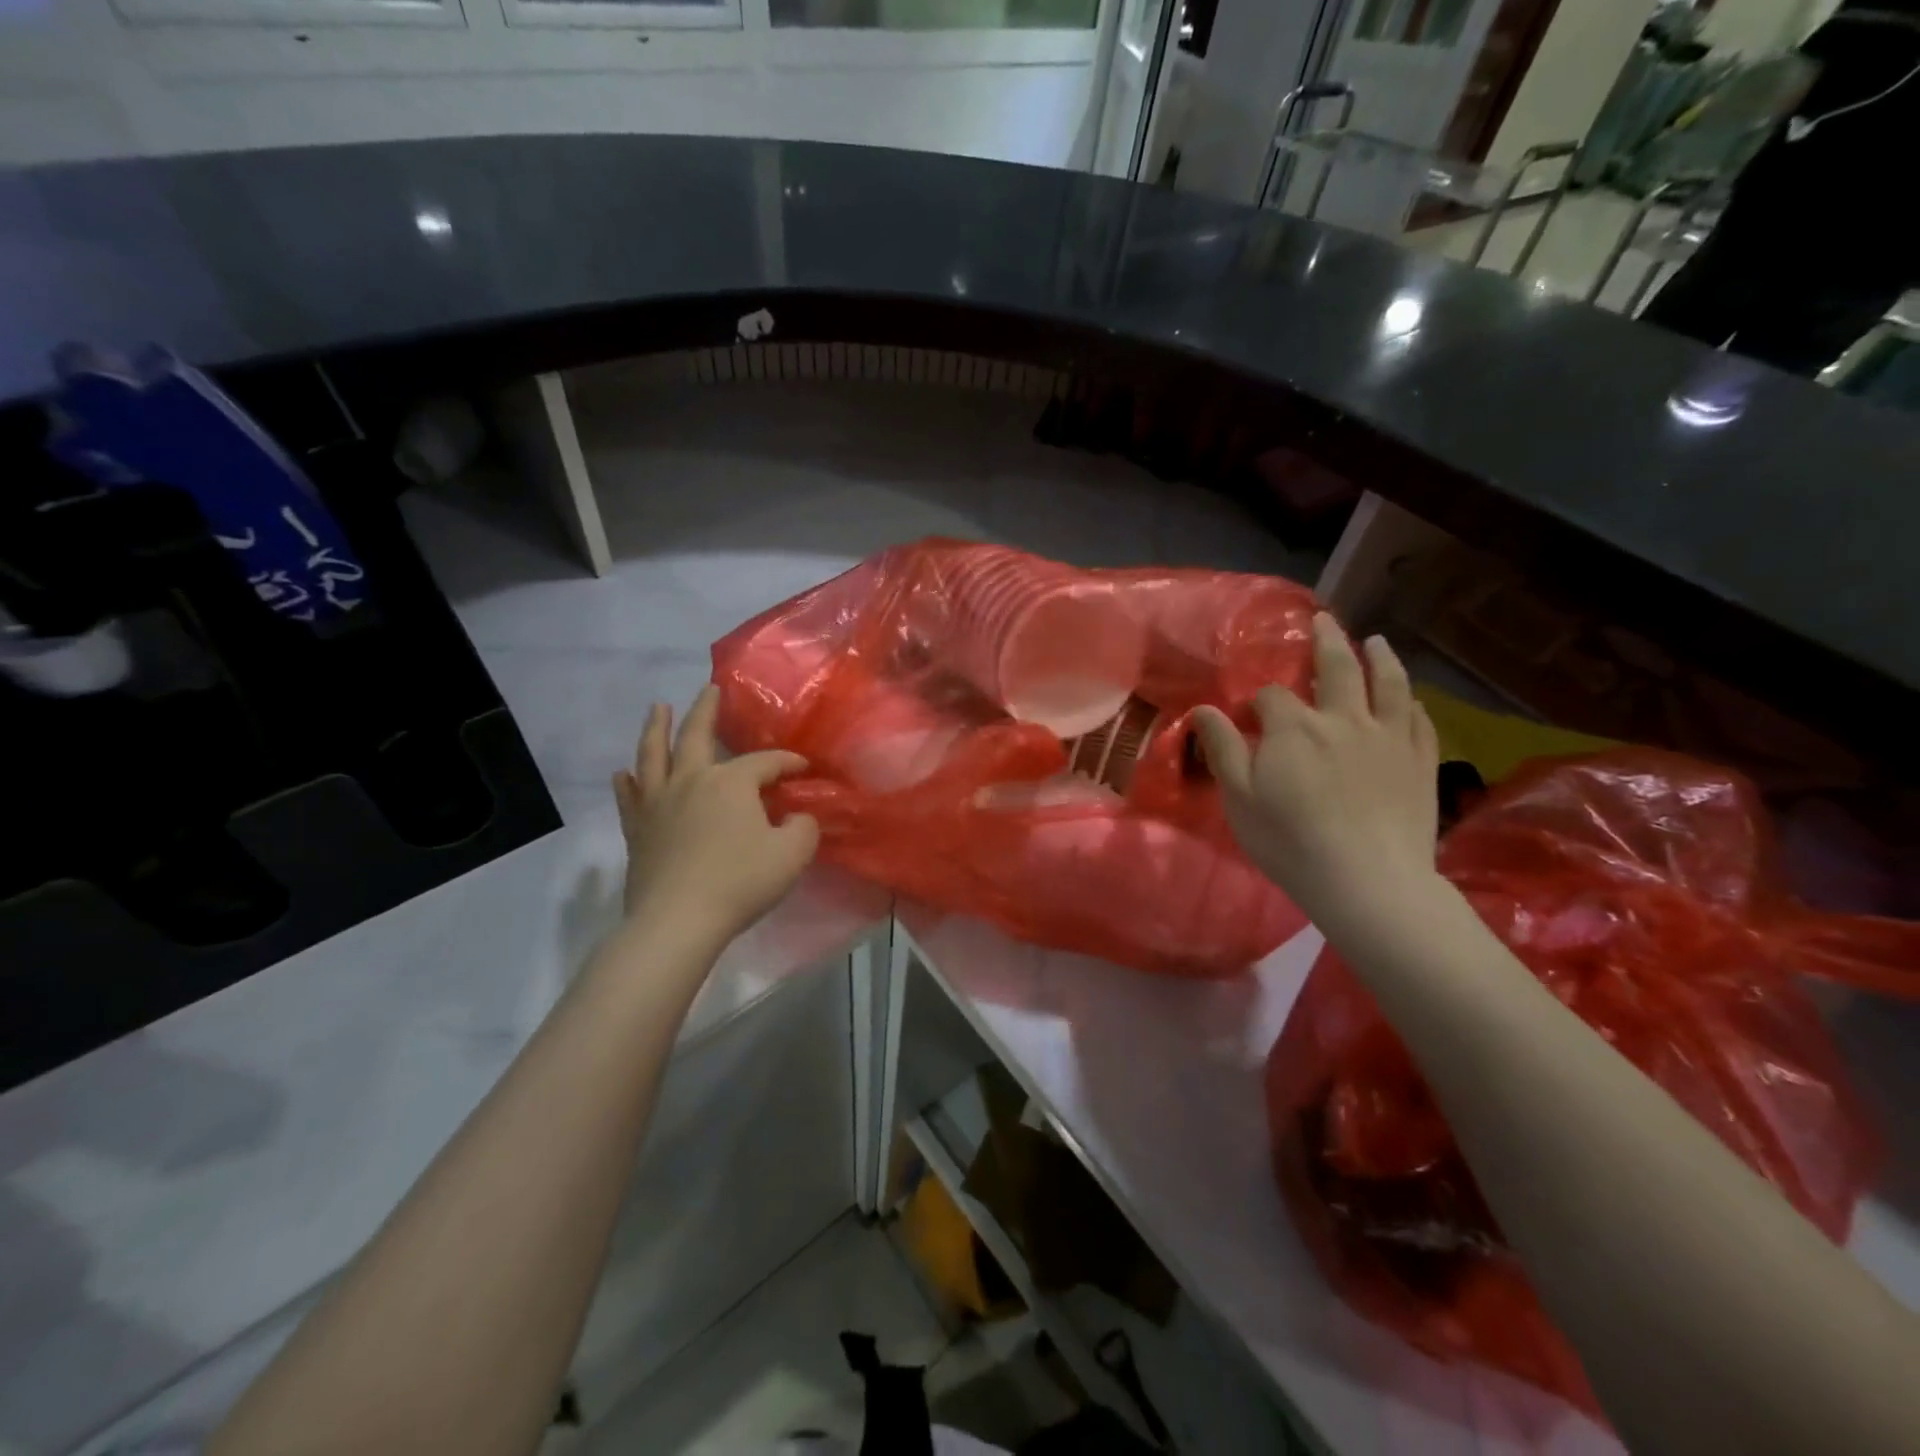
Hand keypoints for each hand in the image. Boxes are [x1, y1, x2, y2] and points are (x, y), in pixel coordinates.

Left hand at [612, 685, 819, 946]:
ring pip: (654, 755)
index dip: (787, 762)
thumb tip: (797, 816)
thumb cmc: (740, 882)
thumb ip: (803, 828)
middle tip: (710, 689)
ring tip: (657, 708)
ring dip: (656, 728)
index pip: (765, 762)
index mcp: (730, 782)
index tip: (804, 768)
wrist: (678, 921)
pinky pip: (629, 798)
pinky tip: (623, 773)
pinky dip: (626, 782)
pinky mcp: (637, 830)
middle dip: (706, 710)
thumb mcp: (792, 854)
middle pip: (696, 736)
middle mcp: (690, 781)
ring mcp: (658, 803)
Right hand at [1193, 613, 1440, 933]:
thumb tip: (1203, 709)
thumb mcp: (1239, 798)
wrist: (1368, 882)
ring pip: (1388, 684)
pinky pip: (1418, 719)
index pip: (1272, 696)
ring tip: (1375, 641)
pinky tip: (1409, 698)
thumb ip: (1222, 748)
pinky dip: (1410, 702)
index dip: (1259, 701)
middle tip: (1324, 619)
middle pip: (1337, 668)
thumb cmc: (1291, 841)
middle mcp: (1344, 718)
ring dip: (1380, 657)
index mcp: (1295, 727)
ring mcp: (1389, 737)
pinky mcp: (1420, 761)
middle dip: (1327, 641)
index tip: (1251, 716)